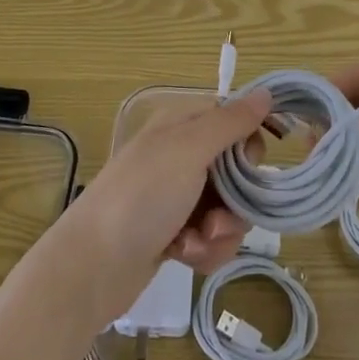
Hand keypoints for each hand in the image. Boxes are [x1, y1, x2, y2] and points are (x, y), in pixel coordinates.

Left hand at [51, 89, 272, 325]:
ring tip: (194, 243)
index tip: (249, 167)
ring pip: (228, 209)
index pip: (233, 122)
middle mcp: (180, 156)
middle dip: (236, 200)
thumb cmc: (142, 197)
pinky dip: (204, 250)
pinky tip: (184, 257)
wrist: (91, 267)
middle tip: (218, 216)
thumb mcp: (188, 150)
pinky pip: (211, 238)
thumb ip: (230, 122)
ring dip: (220, 231)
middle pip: (236, 171)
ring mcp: (176, 197)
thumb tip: (267, 92)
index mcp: (181, 126)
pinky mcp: (174, 235)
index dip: (248, 145)